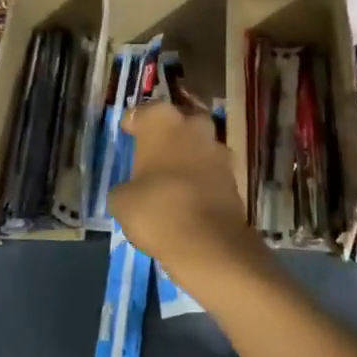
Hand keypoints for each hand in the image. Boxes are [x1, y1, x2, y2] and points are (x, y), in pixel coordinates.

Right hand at [109, 101, 269, 296]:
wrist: (208, 243)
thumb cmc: (156, 209)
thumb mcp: (122, 200)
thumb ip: (125, 187)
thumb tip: (131, 190)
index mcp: (163, 121)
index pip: (143, 113)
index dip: (134, 124)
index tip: (128, 133)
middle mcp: (194, 126)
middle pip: (179, 123)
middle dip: (168, 135)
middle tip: (152, 152)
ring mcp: (218, 150)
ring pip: (198, 146)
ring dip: (187, 157)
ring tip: (171, 178)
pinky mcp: (234, 176)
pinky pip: (211, 171)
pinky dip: (201, 179)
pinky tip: (188, 196)